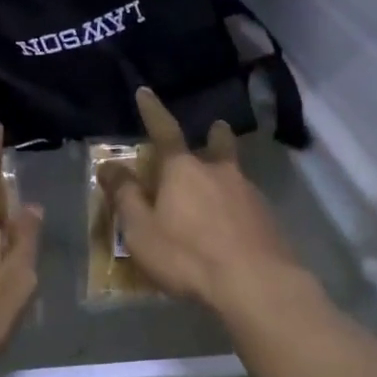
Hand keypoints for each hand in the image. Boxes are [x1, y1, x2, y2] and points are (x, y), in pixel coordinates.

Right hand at [97, 89, 311, 316]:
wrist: (255, 283)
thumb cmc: (188, 255)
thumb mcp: (141, 230)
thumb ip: (125, 196)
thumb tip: (108, 165)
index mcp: (183, 169)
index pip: (164, 131)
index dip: (153, 111)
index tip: (146, 92)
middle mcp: (219, 172)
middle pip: (218, 145)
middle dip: (214, 136)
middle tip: (215, 130)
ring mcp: (248, 193)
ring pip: (235, 174)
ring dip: (226, 174)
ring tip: (220, 186)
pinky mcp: (268, 218)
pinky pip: (247, 202)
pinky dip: (238, 206)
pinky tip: (235, 224)